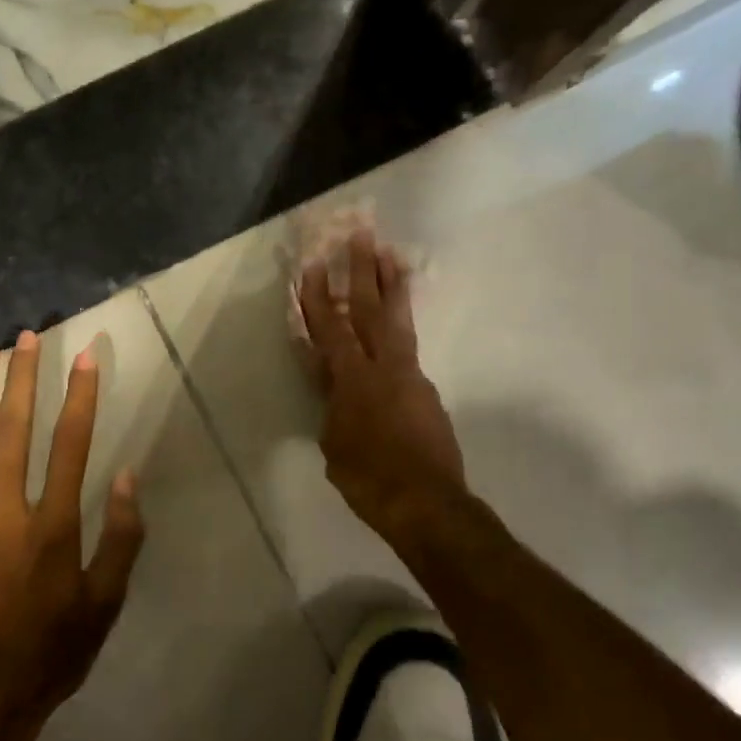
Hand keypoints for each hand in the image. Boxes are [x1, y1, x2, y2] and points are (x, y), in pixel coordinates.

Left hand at [0, 331, 145, 740]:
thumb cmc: (54, 652)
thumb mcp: (105, 602)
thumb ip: (120, 538)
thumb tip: (125, 476)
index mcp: (54, 529)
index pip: (71, 446)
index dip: (81, 398)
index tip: (86, 357)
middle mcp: (6, 516)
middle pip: (15, 433)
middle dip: (23, 381)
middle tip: (26, 337)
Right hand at [299, 230, 466, 548]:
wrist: (428, 504)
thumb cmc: (370, 481)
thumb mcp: (335, 447)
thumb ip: (332, 409)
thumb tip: (333, 388)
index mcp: (353, 381)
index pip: (330, 330)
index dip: (317, 298)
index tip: (312, 266)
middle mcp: (384, 368)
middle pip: (370, 310)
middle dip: (363, 271)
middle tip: (362, 235)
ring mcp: (410, 376)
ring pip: (398, 321)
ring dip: (391, 286)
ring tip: (391, 256)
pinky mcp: (427, 390)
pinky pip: (409, 348)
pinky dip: (400, 327)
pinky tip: (395, 324)